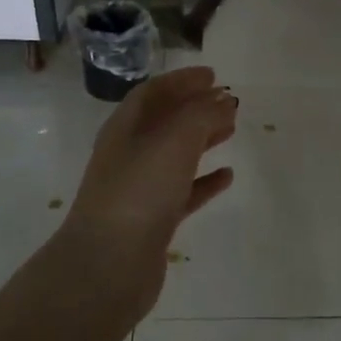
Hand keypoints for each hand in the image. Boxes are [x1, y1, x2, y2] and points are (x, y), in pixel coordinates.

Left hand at [57, 66, 237, 320]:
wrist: (109, 265)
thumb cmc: (139, 192)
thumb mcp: (174, 141)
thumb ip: (201, 115)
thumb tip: (222, 101)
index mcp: (125, 128)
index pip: (153, 92)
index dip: (182, 80)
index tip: (213, 75)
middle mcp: (128, 154)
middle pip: (164, 122)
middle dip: (195, 108)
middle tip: (228, 102)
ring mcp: (139, 189)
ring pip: (175, 155)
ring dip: (201, 140)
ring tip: (231, 130)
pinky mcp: (152, 221)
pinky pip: (182, 192)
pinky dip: (204, 181)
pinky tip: (227, 177)